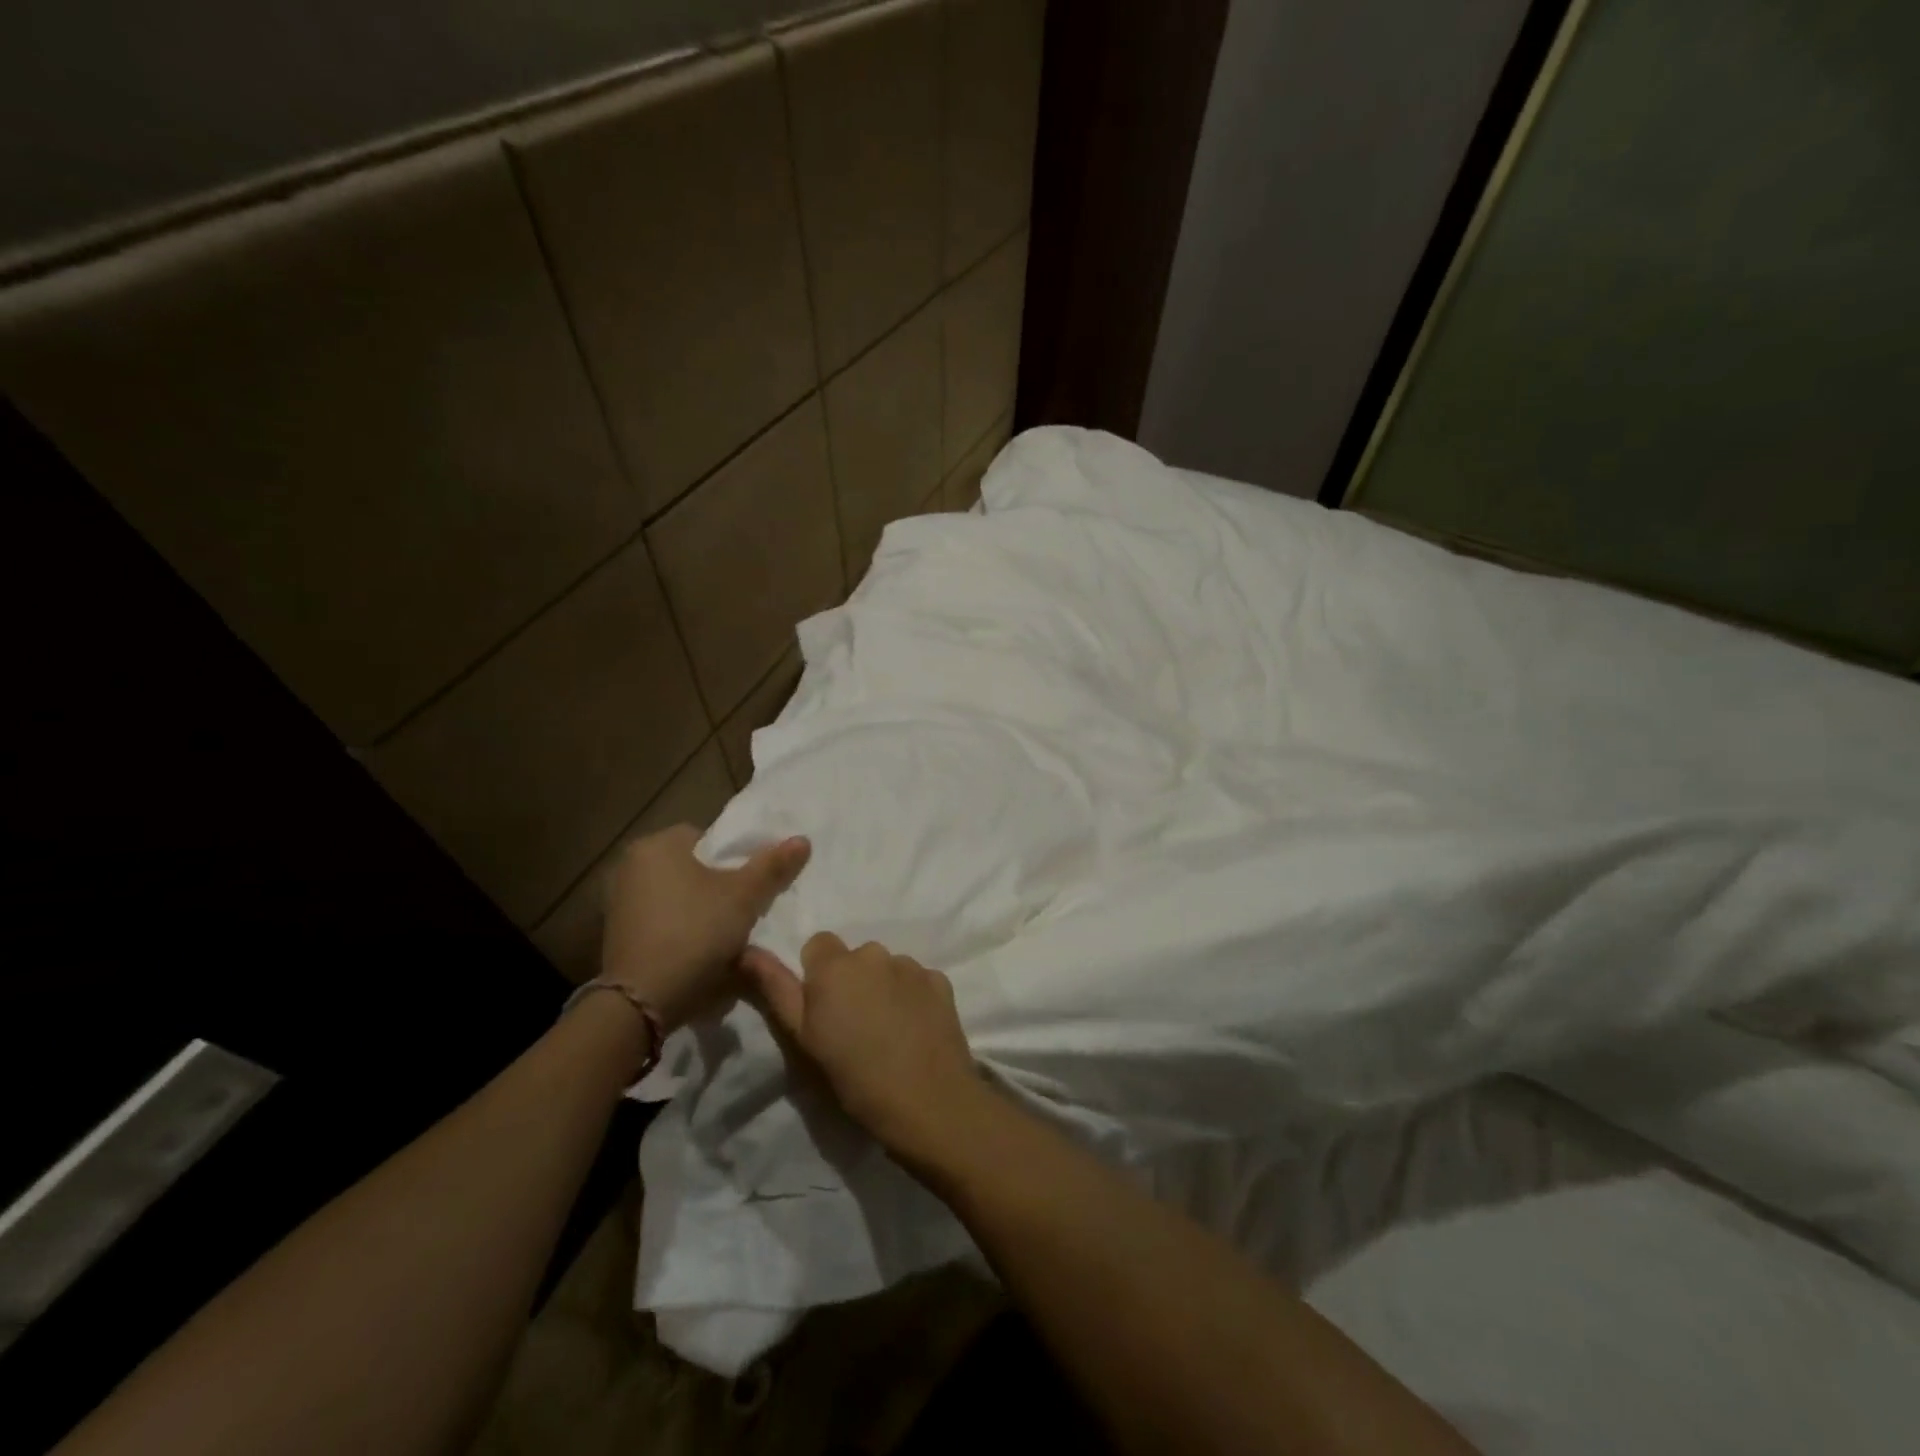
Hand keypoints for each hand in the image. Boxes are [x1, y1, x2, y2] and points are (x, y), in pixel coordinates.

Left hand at [600, 825, 809, 1030]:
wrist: (643, 1001)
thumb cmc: (695, 932)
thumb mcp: (744, 897)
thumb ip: (772, 866)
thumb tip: (802, 839)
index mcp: (656, 845)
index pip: (706, 838)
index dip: (734, 859)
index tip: (751, 884)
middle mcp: (630, 865)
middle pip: (691, 867)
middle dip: (717, 885)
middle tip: (745, 907)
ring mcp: (619, 902)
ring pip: (677, 896)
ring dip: (700, 909)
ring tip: (728, 932)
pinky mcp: (617, 934)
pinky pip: (661, 920)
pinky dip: (681, 929)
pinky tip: (700, 950)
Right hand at [741, 933, 984, 1160]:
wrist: (928, 1101)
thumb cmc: (854, 1077)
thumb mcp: (803, 1037)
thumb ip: (775, 987)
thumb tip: (747, 949)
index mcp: (835, 965)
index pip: (818, 944)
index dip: (817, 975)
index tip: (823, 1009)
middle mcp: (874, 953)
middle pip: (855, 957)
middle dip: (852, 981)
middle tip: (854, 1026)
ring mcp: (911, 965)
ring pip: (887, 967)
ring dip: (882, 987)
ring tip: (887, 1031)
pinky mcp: (940, 980)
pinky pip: (917, 980)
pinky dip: (912, 996)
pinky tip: (914, 1030)